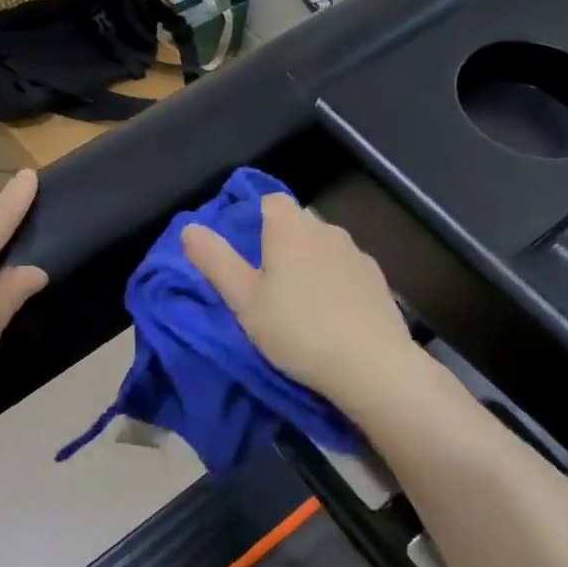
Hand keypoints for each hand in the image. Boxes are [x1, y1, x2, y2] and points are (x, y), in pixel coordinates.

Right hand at [182, 193, 421, 415]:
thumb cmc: (297, 329)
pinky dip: (334, 281)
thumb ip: (215, 261)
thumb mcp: (244, 300)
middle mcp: (327, 230)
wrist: (371, 366)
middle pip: (298, 222)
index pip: (271, 201)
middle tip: (265, 281)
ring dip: (309, 261)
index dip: (255, 217)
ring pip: (324, 245)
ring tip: (298, 300)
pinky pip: (346, 269)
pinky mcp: (378, 280)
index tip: (245, 250)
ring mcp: (357, 254)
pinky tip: (331, 313)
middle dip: (281, 241)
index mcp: (291, 229)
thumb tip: (190, 228)